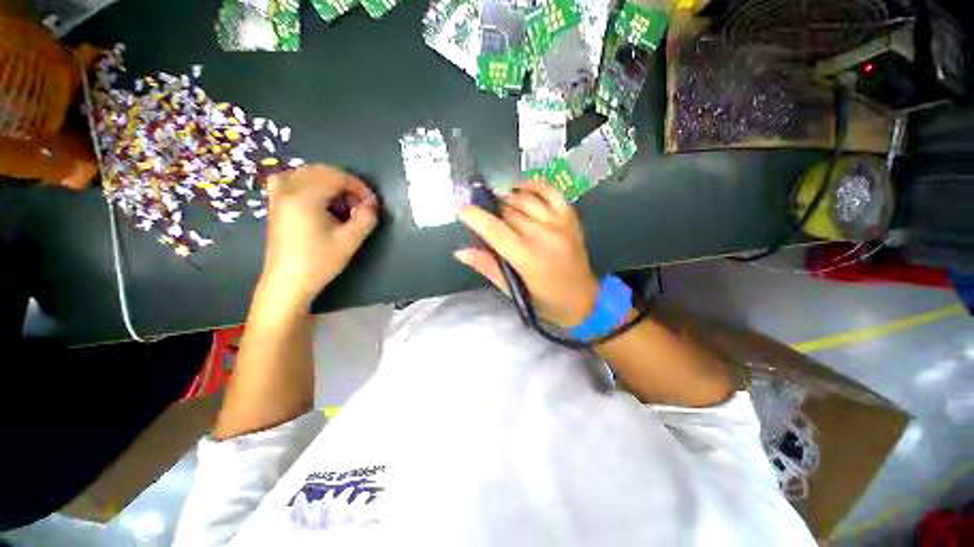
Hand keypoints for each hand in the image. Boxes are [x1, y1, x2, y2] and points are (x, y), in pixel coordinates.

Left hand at [259, 164, 377, 308]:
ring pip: (306, 173)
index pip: (337, 177)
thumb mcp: (350, 240)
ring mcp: (278, 196)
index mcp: (305, 196)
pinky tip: (315, 197)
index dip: (359, 186)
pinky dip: (307, 182)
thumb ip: (366, 218)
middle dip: (345, 183)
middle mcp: (288, 189)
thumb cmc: (320, 261)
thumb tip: (372, 204)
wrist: (288, 282)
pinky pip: (290, 180)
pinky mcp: (275, 205)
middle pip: (321, 171)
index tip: (371, 203)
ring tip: (341, 203)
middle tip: (359, 204)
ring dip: (328, 182)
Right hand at [456, 180, 599, 327]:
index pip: (495, 230)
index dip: (476, 217)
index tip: (461, 209)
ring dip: (507, 197)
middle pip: (508, 212)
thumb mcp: (513, 290)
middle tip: (483, 213)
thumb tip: (461, 252)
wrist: (584, 299)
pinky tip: (521, 189)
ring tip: (499, 203)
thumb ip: (488, 267)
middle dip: (491, 209)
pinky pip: (551, 192)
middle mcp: (543, 235)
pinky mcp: (570, 217)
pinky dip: (534, 185)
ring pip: (525, 199)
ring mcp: (559, 223)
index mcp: (527, 257)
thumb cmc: (545, 301)